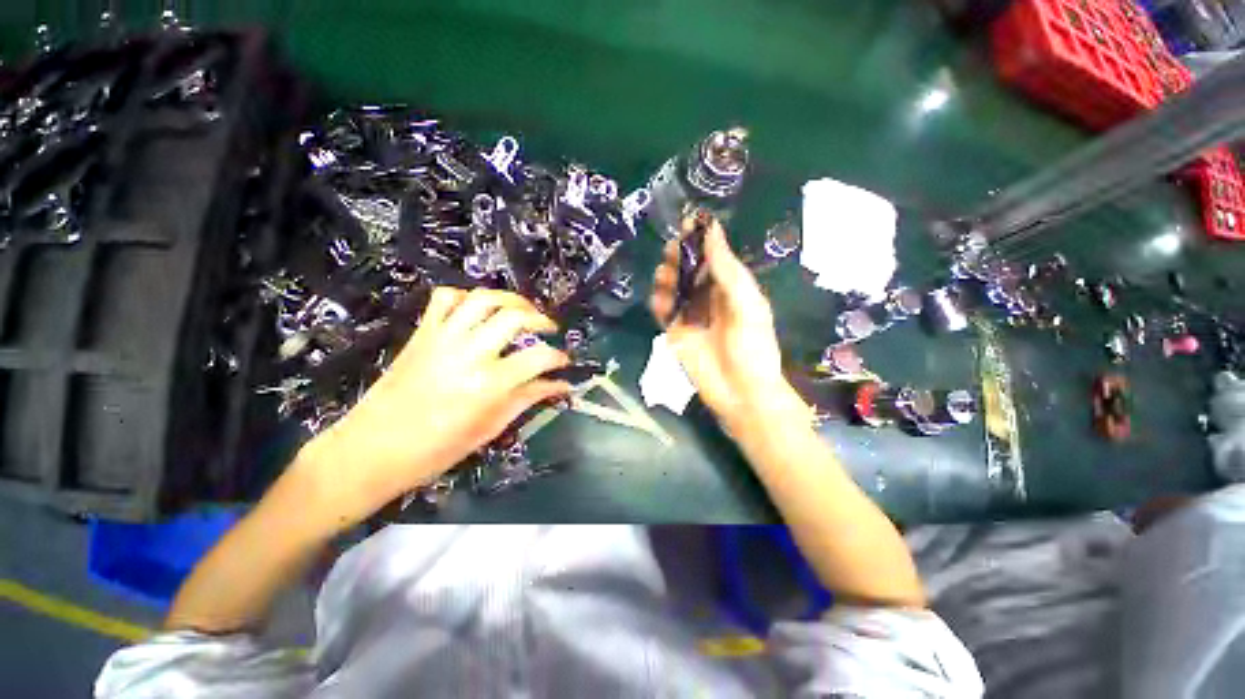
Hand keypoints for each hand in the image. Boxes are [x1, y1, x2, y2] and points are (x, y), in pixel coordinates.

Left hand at [295, 287, 570, 525]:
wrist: (370, 450)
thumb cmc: (435, 451)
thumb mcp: (490, 428)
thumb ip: (527, 399)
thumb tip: (559, 386)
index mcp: (489, 384)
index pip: (539, 357)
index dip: (559, 357)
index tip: (565, 362)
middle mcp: (469, 353)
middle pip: (515, 316)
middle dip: (541, 320)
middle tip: (548, 331)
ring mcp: (443, 338)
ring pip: (484, 299)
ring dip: (511, 300)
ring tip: (522, 312)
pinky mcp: (423, 334)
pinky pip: (445, 299)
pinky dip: (467, 297)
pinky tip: (478, 311)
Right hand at [649, 220, 798, 430]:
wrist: (741, 393)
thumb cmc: (753, 348)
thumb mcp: (747, 304)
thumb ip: (728, 270)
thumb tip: (712, 230)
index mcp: (731, 287)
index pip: (713, 256)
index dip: (701, 240)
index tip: (688, 224)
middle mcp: (709, 297)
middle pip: (689, 269)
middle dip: (679, 256)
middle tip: (672, 250)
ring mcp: (691, 314)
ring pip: (673, 286)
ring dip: (667, 276)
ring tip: (666, 275)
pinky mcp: (675, 332)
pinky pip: (663, 311)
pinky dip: (659, 301)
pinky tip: (660, 299)